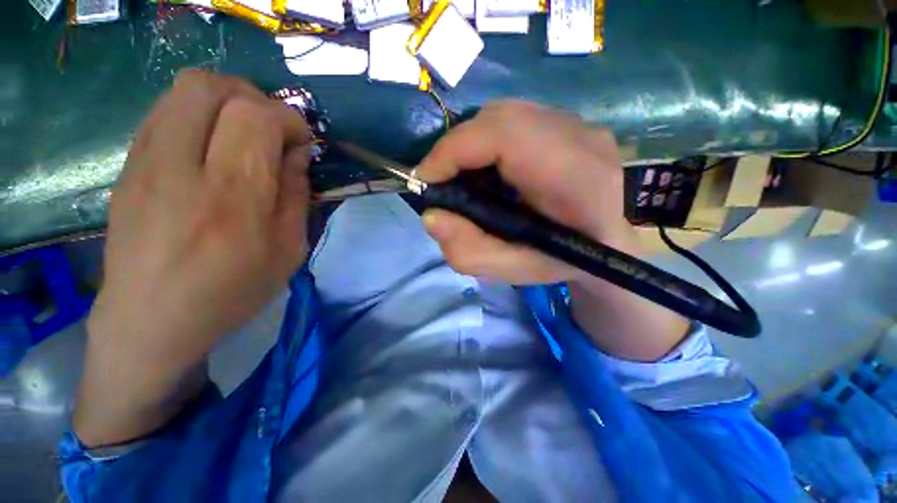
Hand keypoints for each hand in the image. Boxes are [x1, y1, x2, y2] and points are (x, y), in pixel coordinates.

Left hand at [76, 70, 311, 444]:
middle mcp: (180, 168)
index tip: (302, 141)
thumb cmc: (231, 292)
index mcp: (232, 198)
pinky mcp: (129, 165)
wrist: (151, 320)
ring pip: (183, 89)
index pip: (256, 117)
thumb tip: (297, 154)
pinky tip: (212, 147)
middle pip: (210, 86)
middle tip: (272, 129)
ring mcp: (145, 162)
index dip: (288, 118)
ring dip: (225, 100)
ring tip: (244, 134)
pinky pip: (166, 111)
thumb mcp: (288, 251)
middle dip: (253, 97)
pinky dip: (198, 114)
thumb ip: (296, 196)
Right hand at [417, 101, 687, 360]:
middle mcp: (582, 138)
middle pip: (500, 118)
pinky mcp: (573, 125)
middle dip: (458, 148)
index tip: (427, 180)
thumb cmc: (563, 263)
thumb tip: (432, 217)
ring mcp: (581, 125)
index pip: (504, 135)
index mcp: (576, 177)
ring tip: (465, 179)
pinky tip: (491, 172)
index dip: (454, 150)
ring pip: (505, 116)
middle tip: (443, 182)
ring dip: (473, 146)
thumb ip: (468, 251)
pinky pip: (517, 122)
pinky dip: (490, 144)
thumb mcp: (512, 270)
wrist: (609, 245)